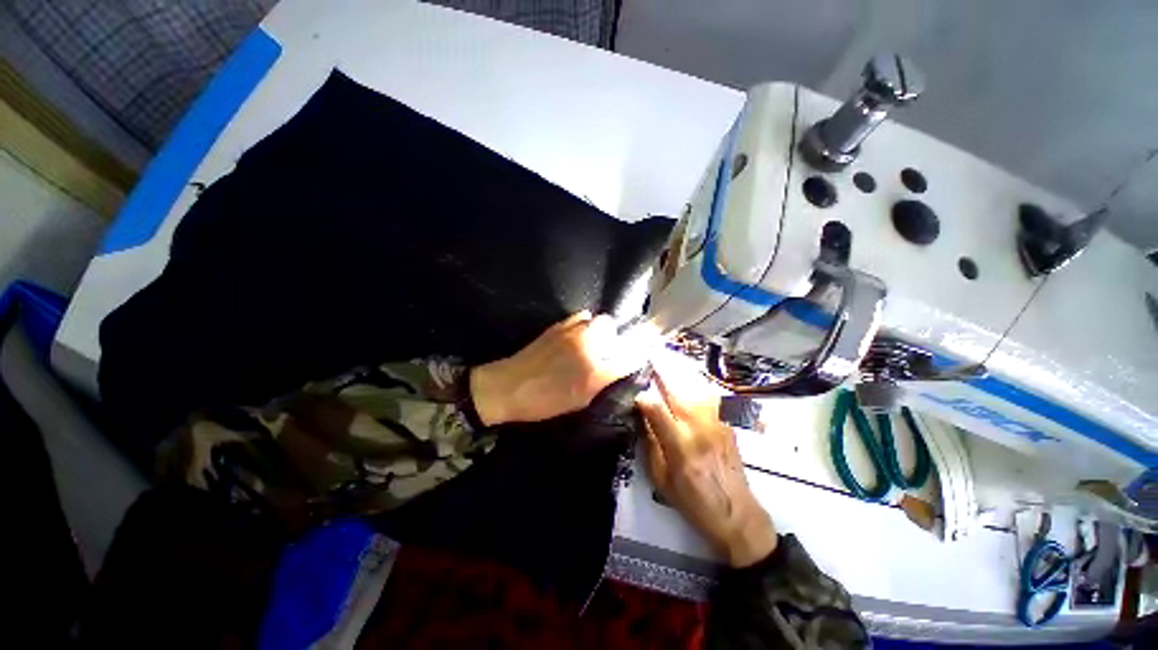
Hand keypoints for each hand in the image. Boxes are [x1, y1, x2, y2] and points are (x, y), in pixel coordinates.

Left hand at [470, 311, 645, 425]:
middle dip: (614, 337)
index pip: (629, 355)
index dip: (638, 353)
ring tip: (590, 343)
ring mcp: (572, 331)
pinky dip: (584, 324)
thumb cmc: (545, 401)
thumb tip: (619, 368)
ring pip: (597, 320)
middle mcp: (587, 345)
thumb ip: (602, 381)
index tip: (640, 354)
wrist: (508, 386)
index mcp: (594, 370)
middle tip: (606, 352)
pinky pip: (581, 317)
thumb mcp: (579, 400)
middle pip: (612, 327)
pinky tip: (576, 337)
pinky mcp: (558, 325)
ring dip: (599, 330)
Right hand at [636, 359, 777, 566]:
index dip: (643, 397)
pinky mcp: (728, 422)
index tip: (634, 390)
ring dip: (680, 371)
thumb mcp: (662, 479)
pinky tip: (690, 376)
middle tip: (650, 354)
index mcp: (680, 446)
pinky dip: (699, 382)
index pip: (657, 410)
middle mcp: (699, 428)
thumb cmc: (693, 501)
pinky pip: (712, 395)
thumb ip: (651, 444)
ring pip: (696, 387)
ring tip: (667, 359)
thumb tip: (642, 416)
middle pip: (678, 391)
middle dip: (662, 371)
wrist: (737, 513)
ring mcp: (717, 422)